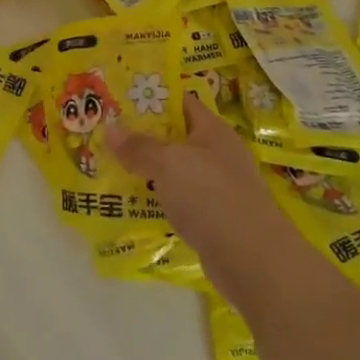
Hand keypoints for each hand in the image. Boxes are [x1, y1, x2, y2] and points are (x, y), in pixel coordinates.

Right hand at [105, 92, 317, 308]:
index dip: (150, 97)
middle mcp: (217, 154)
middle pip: (175, 136)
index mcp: (213, 131)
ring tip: (109, 165)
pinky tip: (132, 202)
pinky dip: (158, 198)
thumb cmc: (212, 197)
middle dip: (141, 135)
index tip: (117, 99)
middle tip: (105, 133)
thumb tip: (110, 129)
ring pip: (174, 170)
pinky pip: (178, 199)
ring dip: (147, 169)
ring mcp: (217, 187)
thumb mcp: (169, 164)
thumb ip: (139, 147)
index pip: (180, 102)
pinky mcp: (213, 217)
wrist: (254, 261)